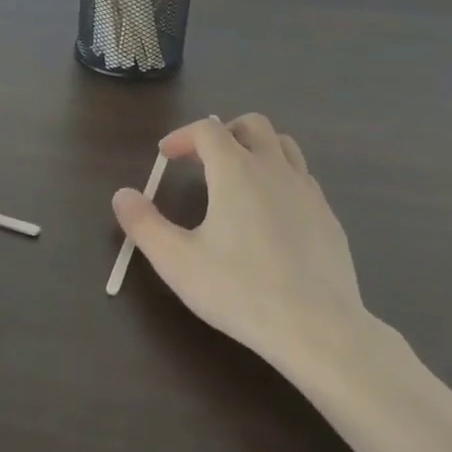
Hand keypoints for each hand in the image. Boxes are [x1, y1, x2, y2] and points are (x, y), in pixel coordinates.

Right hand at [111, 113, 365, 370]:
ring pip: (283, 145)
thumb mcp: (177, 262)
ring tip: (238, 177)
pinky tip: (271, 212)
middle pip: (252, 124)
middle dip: (223, 132)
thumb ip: (144, 225)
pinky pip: (302, 177)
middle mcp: (274, 168)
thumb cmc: (240, 291)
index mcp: (236, 170)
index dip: (182, 136)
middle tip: (203, 160)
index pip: (206, 129)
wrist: (317, 327)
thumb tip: (122, 195)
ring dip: (256, 148)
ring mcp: (307, 190)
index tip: (166, 156)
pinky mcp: (329, 216)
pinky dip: (280, 177)